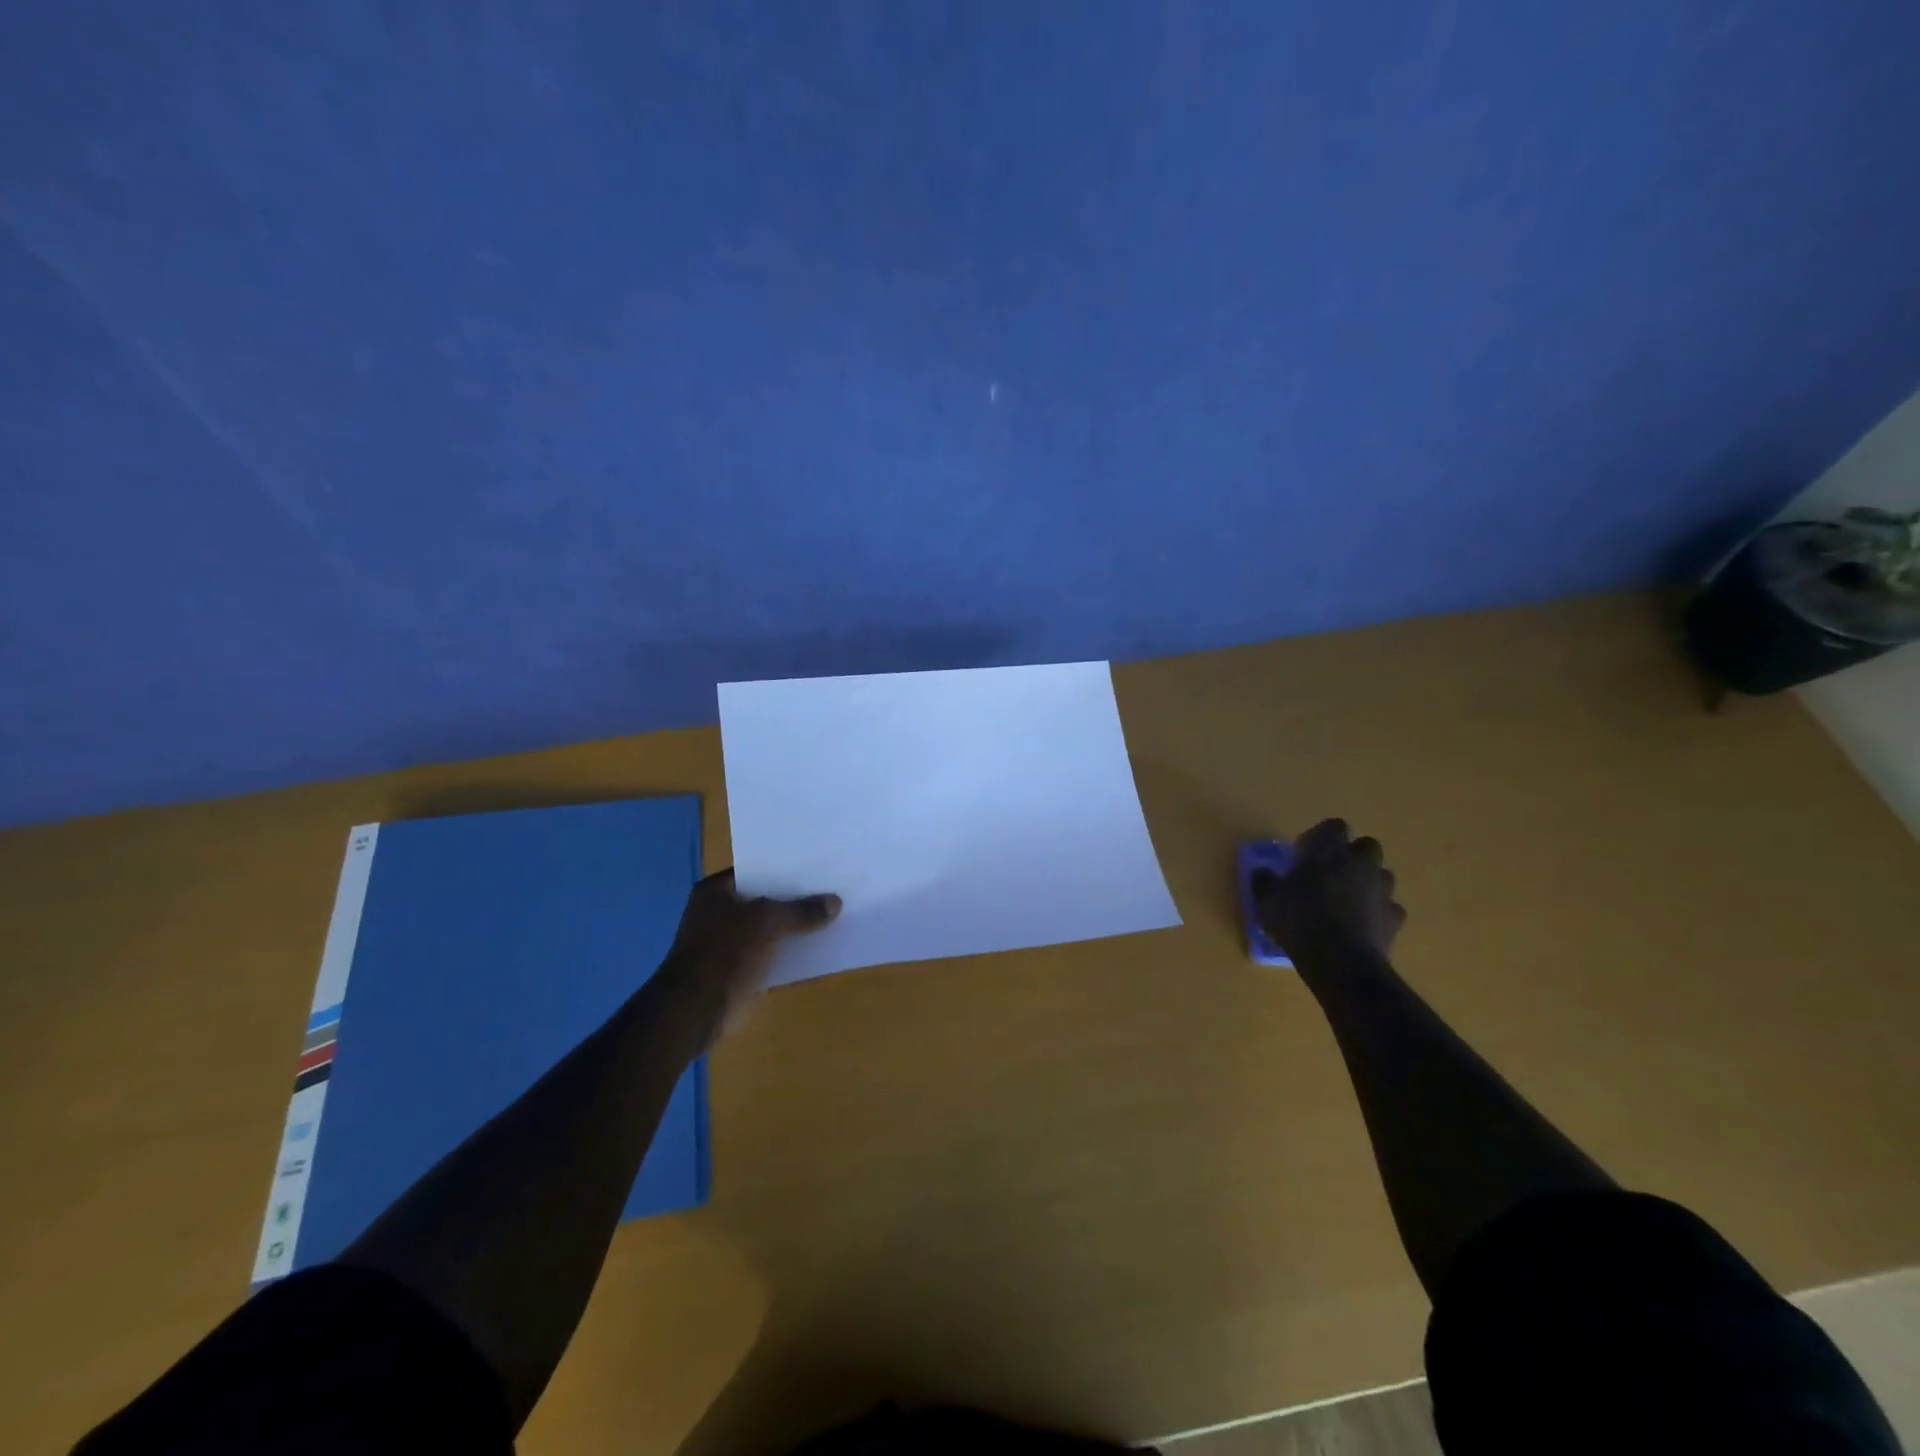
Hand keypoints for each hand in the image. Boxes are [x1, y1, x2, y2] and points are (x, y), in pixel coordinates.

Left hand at [665, 870, 840, 1040]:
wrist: (696, 1010)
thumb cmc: (724, 952)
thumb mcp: (766, 921)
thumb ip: (801, 910)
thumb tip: (836, 902)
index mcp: (716, 892)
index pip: (757, 870)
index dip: (787, 867)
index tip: (818, 865)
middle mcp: (723, 913)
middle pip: (768, 900)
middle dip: (798, 898)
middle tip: (835, 888)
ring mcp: (733, 944)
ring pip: (775, 929)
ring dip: (799, 928)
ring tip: (838, 915)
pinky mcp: (745, 971)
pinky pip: (777, 956)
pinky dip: (796, 954)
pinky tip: (825, 948)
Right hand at [1253, 819, 1405, 962]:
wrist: (1340, 961)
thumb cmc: (1299, 920)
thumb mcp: (1266, 898)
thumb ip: (1265, 880)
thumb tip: (1263, 873)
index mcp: (1330, 850)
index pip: (1334, 826)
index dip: (1321, 836)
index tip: (1305, 853)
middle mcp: (1361, 863)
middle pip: (1366, 846)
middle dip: (1352, 856)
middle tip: (1330, 874)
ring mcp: (1382, 890)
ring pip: (1381, 876)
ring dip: (1367, 883)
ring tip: (1346, 901)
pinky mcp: (1395, 918)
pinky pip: (1389, 908)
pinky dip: (1377, 912)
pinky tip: (1361, 925)